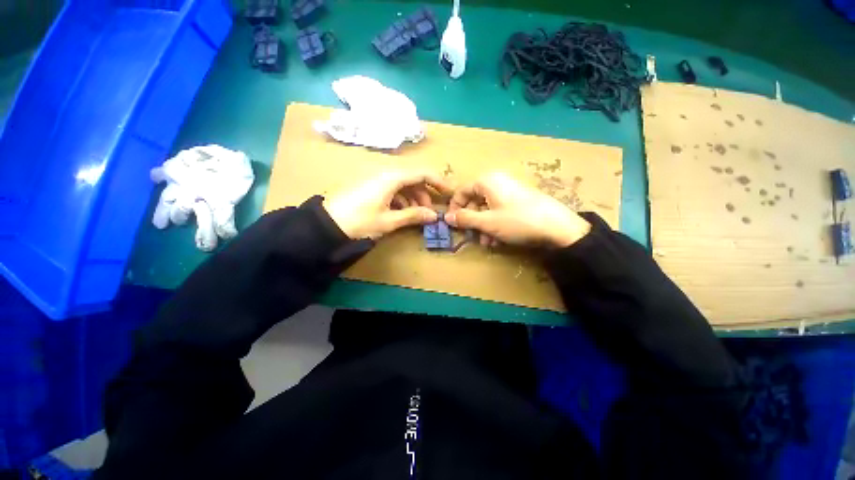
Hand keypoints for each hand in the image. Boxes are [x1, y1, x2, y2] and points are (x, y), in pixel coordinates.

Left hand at [324, 169, 452, 239]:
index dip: (438, 181)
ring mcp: (377, 178)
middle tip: (429, 212)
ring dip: (413, 198)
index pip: (422, 172)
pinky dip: (401, 199)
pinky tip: (400, 212)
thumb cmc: (359, 221)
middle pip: (413, 178)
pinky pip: (392, 188)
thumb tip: (434, 216)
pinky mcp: (370, 185)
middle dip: (424, 194)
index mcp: (392, 178)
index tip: (449, 192)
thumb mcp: (389, 221)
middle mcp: (385, 173)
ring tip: (415, 215)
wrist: (326, 224)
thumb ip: (413, 216)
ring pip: (403, 184)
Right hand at [445, 172, 590, 247]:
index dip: (455, 207)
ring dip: (483, 227)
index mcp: (487, 181)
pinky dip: (495, 224)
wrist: (558, 227)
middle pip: (475, 200)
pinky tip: (499, 240)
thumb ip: (464, 219)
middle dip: (472, 221)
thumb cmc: (517, 221)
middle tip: (471, 237)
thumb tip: (446, 217)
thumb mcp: (487, 222)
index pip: (462, 191)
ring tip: (487, 243)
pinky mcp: (520, 200)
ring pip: (487, 208)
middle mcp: (497, 181)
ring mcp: (510, 190)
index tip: (453, 223)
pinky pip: (500, 210)